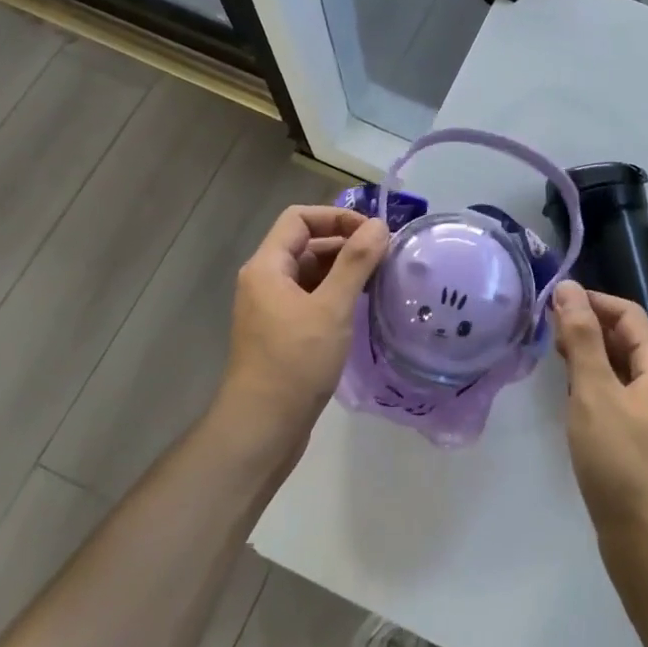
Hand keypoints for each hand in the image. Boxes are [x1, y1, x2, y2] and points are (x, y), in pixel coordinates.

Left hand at [220, 205, 388, 451]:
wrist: (262, 429)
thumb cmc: (295, 362)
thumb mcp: (332, 308)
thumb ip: (356, 262)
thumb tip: (379, 225)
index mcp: (267, 267)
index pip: (300, 219)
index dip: (337, 217)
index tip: (373, 233)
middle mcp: (265, 281)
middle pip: (306, 244)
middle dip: (346, 243)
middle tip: (386, 257)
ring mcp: (272, 308)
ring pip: (311, 272)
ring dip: (344, 270)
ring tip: (381, 279)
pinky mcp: (283, 332)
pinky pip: (311, 298)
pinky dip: (336, 294)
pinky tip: (362, 307)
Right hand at [552, 282, 647, 540]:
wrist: (647, 541)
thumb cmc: (621, 459)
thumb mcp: (594, 392)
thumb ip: (581, 338)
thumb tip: (568, 288)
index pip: (628, 314)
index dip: (593, 301)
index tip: (554, 301)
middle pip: (626, 339)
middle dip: (588, 326)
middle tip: (546, 328)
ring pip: (619, 368)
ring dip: (588, 355)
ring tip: (552, 354)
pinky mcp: (640, 440)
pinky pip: (616, 395)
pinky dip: (592, 383)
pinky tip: (569, 394)